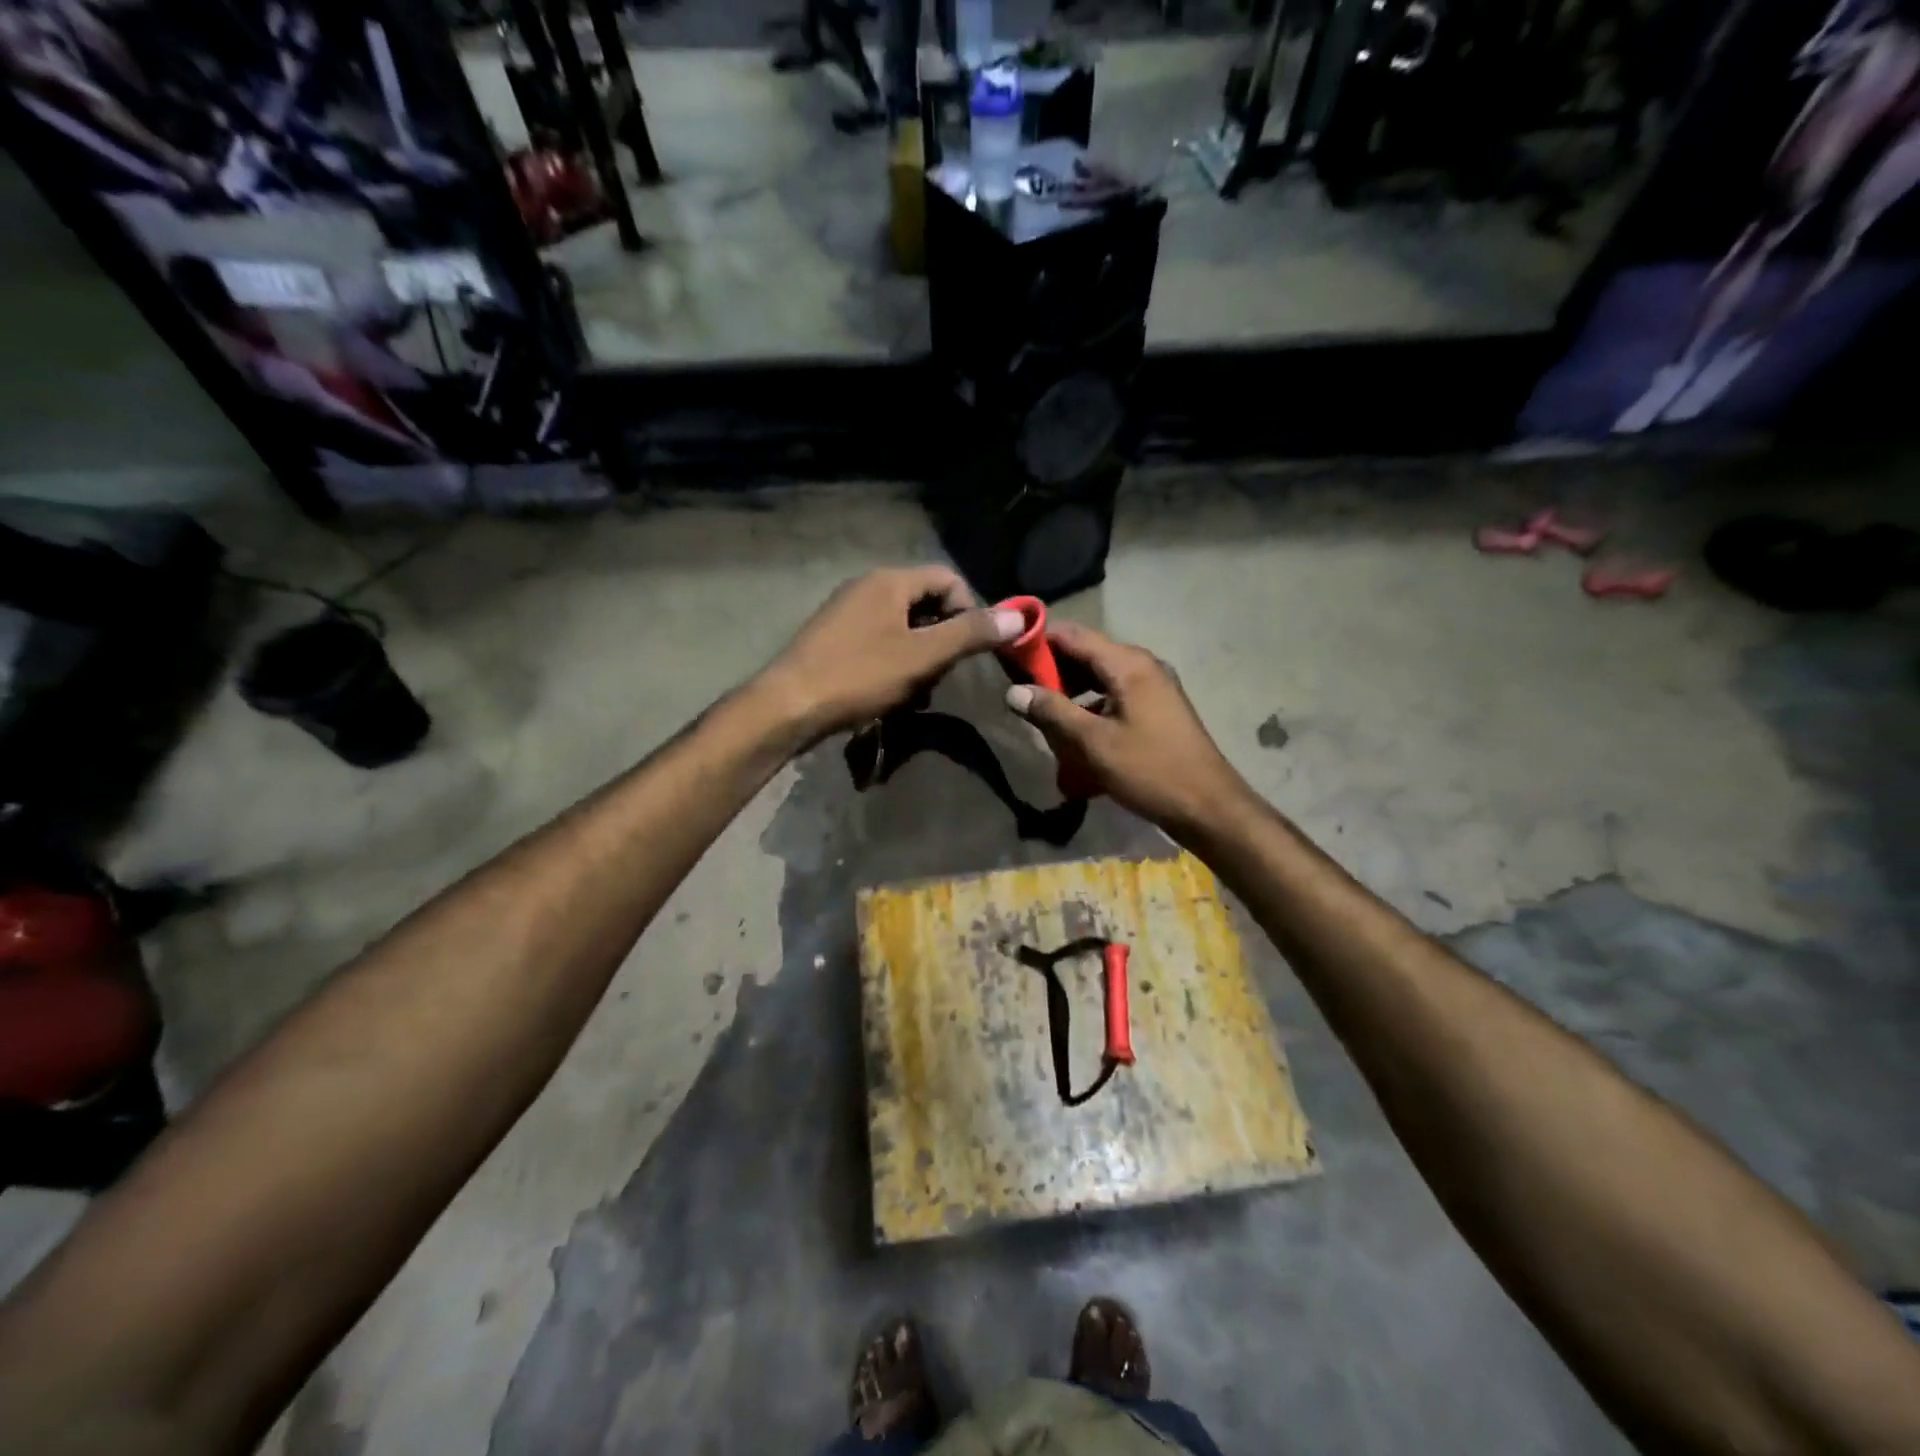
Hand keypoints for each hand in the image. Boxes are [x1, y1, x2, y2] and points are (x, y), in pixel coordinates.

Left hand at [759, 566, 1024, 741]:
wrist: (788, 705)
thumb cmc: (859, 675)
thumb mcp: (923, 656)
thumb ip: (970, 634)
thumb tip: (1019, 616)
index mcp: (889, 581)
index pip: (947, 579)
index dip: (969, 610)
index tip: (972, 648)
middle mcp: (867, 587)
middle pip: (925, 603)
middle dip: (943, 640)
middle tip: (943, 675)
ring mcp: (847, 613)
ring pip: (903, 628)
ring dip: (920, 658)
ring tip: (917, 693)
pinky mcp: (834, 639)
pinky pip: (879, 643)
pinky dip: (895, 665)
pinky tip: (892, 695)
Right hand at [1004, 621, 1250, 835]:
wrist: (1207, 806)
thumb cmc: (1149, 770)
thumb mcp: (1093, 743)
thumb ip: (1052, 712)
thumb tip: (1014, 691)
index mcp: (1128, 664)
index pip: (1073, 635)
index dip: (1038, 641)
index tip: (1008, 656)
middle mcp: (1142, 666)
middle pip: (1086, 654)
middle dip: (1052, 671)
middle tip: (1020, 692)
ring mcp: (1153, 686)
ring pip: (1099, 677)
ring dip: (1070, 692)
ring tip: (1042, 716)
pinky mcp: (1156, 708)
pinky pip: (1114, 696)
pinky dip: (1090, 707)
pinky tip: (1074, 734)